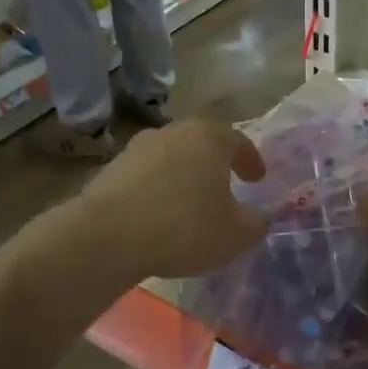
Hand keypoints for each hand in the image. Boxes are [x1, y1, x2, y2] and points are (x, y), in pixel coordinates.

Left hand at [76, 119, 268, 280]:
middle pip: (203, 142)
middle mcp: (175, 132)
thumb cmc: (183, 228)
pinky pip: (147, 174)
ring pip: (173, 155)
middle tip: (226, 183)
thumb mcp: (235, 234)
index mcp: (210, 138)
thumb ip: (256, 222)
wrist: (106, 236)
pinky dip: (158, 187)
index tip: (257, 179)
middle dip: (216, 162)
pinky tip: (159, 211)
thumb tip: (261, 216)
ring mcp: (139, 146)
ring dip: (185, 173)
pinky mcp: (113, 166)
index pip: (239, 142)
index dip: (251, 161)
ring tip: (190, 200)